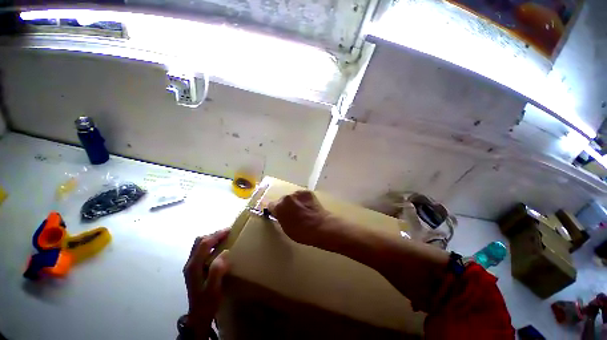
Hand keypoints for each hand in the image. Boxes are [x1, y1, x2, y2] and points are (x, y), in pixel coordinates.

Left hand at [183, 229, 229, 337]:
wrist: (199, 315)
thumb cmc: (208, 302)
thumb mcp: (213, 289)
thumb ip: (217, 270)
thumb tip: (224, 252)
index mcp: (194, 267)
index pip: (204, 244)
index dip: (216, 235)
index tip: (229, 230)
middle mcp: (190, 263)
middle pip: (199, 241)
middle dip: (213, 235)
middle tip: (227, 234)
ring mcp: (190, 265)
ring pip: (199, 244)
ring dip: (211, 239)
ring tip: (224, 238)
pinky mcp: (194, 268)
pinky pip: (201, 250)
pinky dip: (210, 244)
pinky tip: (218, 248)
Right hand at [267, 190, 332, 245]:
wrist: (320, 226)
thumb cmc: (301, 232)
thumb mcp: (285, 228)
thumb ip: (280, 218)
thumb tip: (279, 214)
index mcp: (279, 206)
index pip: (271, 205)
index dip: (275, 210)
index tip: (278, 214)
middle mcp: (287, 197)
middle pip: (283, 200)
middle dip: (285, 205)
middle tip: (292, 213)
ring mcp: (298, 193)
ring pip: (292, 197)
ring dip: (294, 202)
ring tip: (302, 210)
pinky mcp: (308, 192)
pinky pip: (301, 196)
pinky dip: (303, 200)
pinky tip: (308, 206)